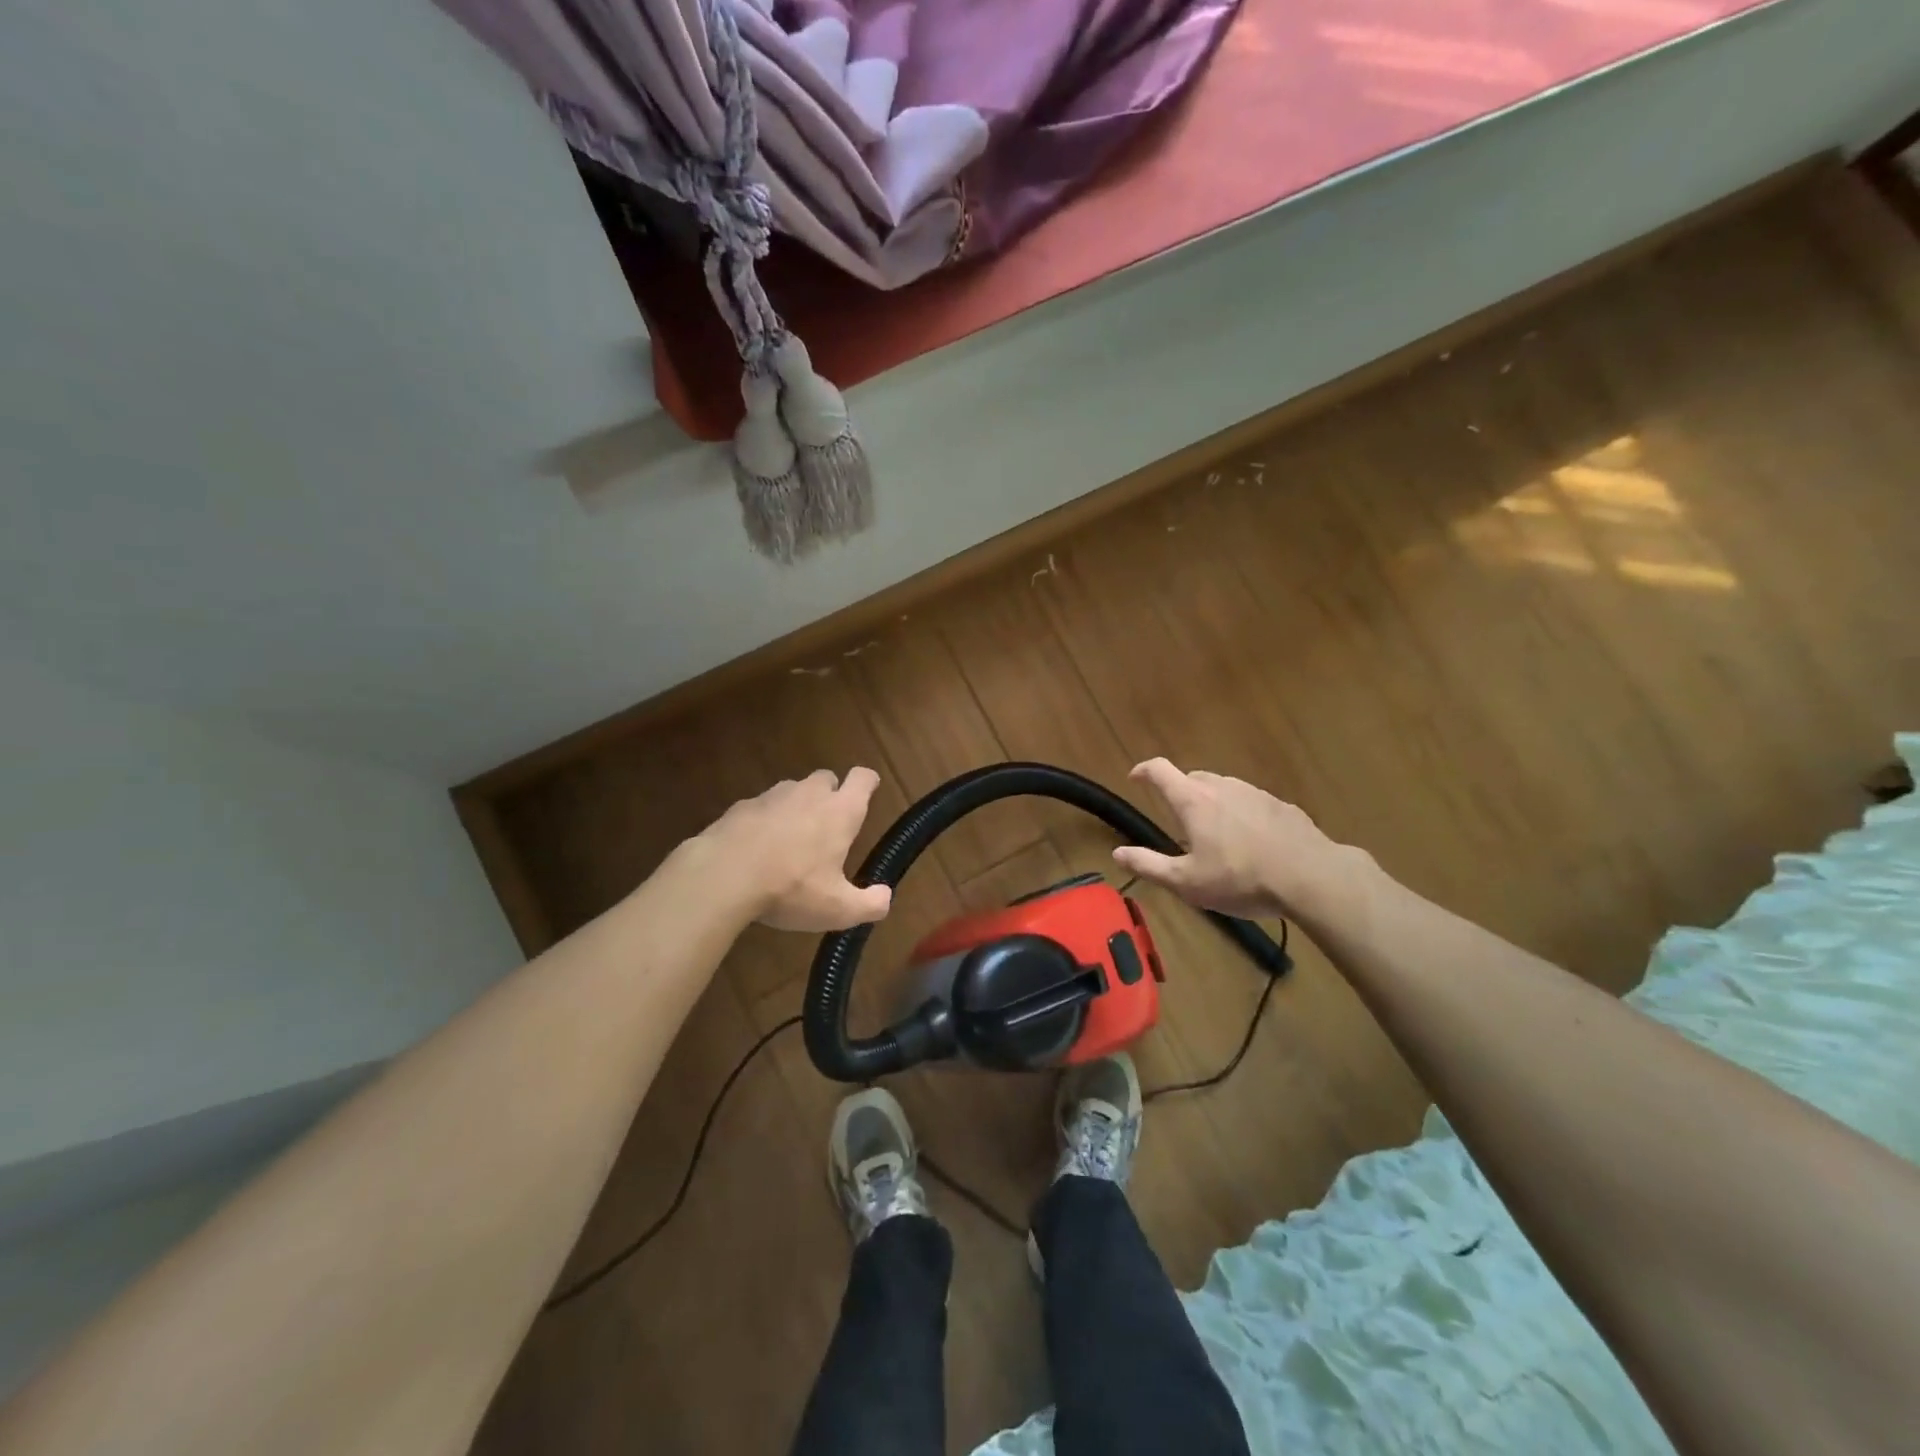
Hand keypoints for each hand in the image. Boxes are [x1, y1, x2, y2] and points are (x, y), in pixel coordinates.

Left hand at [697, 768, 893, 930]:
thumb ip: (869, 904)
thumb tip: (885, 897)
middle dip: (831, 794)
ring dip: (797, 807)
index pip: (862, 779)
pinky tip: (756, 850)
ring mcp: (772, 796)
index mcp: (840, 812)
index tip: (868, 792)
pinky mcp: (740, 807)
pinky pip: (761, 807)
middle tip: (828, 826)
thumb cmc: (791, 888)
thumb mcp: (838, 909)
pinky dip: (764, 822)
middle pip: (826, 778)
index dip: (867, 783)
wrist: (722, 876)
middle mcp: (809, 794)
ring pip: (792, 790)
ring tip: (790, 841)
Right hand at [1112, 758, 1355, 918]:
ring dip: (1213, 803)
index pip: (1160, 770)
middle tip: (1177, 818)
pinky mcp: (1282, 806)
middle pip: (1193, 777)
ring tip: (1215, 834)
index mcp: (1193, 801)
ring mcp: (1255, 793)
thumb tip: (1117, 853)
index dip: (1143, 771)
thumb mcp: (1186, 882)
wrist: (1312, 877)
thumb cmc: (1240, 879)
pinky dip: (1242, 814)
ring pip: (1224, 789)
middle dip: (1180, 791)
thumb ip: (1148, 865)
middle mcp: (1222, 787)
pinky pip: (1252, 803)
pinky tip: (1251, 842)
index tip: (1135, 777)